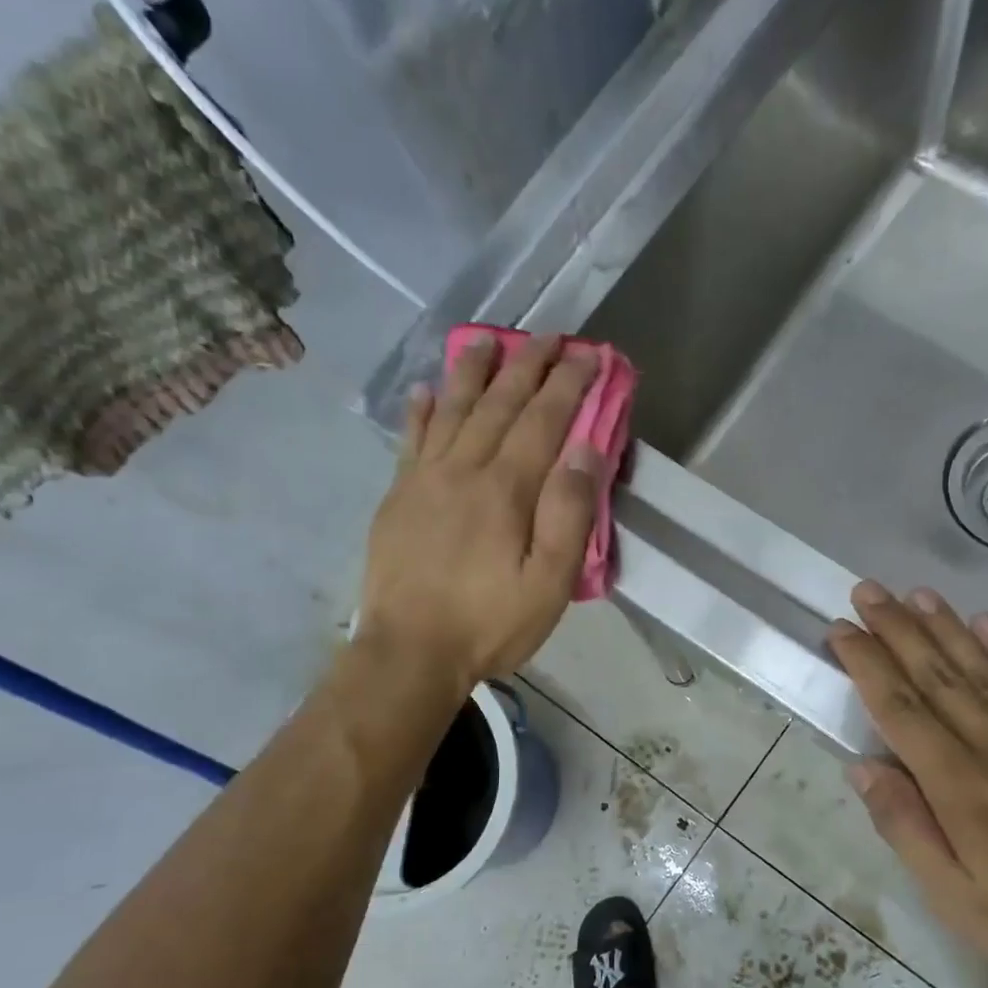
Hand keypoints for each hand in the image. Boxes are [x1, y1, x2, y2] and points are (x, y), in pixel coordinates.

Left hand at [359, 333, 602, 691]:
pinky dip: (420, 412)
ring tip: (488, 340)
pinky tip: (425, 391)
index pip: (544, 421)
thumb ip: (568, 515)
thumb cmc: (489, 624)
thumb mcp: (548, 583)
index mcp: (506, 489)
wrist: (410, 652)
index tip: (589, 354)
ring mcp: (424, 480)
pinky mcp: (398, 498)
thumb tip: (585, 449)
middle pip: (499, 405)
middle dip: (528, 366)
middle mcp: (463, 470)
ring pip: (452, 410)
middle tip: (549, 335)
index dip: (569, 384)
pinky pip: (410, 441)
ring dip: (473, 372)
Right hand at [828, 581, 987, 987]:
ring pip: (983, 667)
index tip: (840, 629)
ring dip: (945, 627)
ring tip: (914, 594)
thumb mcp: (961, 904)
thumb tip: (863, 769)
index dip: (867, 664)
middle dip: (896, 629)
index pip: (900, 709)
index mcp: (961, 787)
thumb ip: (908, 831)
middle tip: (867, 591)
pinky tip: (987, 623)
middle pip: (937, 675)